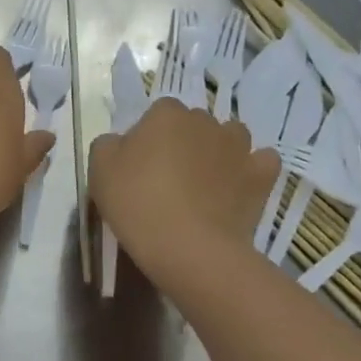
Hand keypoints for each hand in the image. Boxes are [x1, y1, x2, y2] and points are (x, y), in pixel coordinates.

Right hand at [89, 97, 278, 285]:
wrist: (188, 246)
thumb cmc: (137, 203)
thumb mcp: (99, 170)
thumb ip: (108, 144)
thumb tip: (122, 142)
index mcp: (166, 114)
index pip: (157, 114)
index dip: (149, 138)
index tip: (140, 166)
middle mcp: (206, 121)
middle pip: (193, 124)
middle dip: (184, 143)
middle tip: (168, 178)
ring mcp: (238, 147)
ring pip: (230, 137)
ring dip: (219, 151)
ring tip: (205, 183)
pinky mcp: (261, 175)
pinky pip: (260, 162)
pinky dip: (251, 170)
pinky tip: (238, 187)